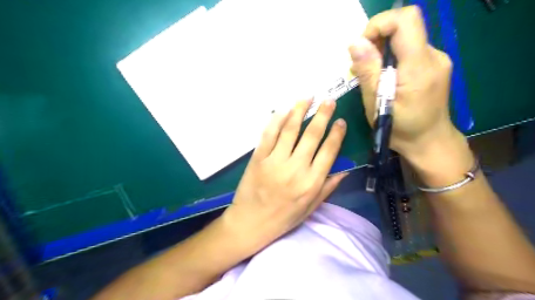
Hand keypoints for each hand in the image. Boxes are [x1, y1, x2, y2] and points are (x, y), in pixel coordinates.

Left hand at [222, 100, 346, 252]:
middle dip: (322, 114)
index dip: (336, 133)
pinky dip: (276, 120)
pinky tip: (283, 110)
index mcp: (311, 182)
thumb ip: (328, 188)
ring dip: (299, 111)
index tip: (341, 120)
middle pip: (311, 135)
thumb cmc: (283, 218)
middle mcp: (295, 168)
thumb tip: (345, 170)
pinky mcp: (258, 158)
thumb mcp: (310, 208)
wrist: (250, 223)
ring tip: (307, 98)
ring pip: (289, 130)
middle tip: (328, 100)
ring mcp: (275, 161)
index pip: (328, 151)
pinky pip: (269, 135)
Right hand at [349, 5, 457, 158]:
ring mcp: (435, 60)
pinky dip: (391, 59)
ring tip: (372, 77)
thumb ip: (368, 71)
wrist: (428, 142)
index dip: (379, 24)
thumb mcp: (377, 103)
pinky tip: (385, 79)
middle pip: (404, 27)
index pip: (405, 20)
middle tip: (363, 67)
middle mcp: (433, 56)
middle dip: (376, 41)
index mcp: (419, 66)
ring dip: (382, 52)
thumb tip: (355, 43)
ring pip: (404, 39)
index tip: (362, 47)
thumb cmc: (400, 129)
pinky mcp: (432, 65)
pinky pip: (408, 51)